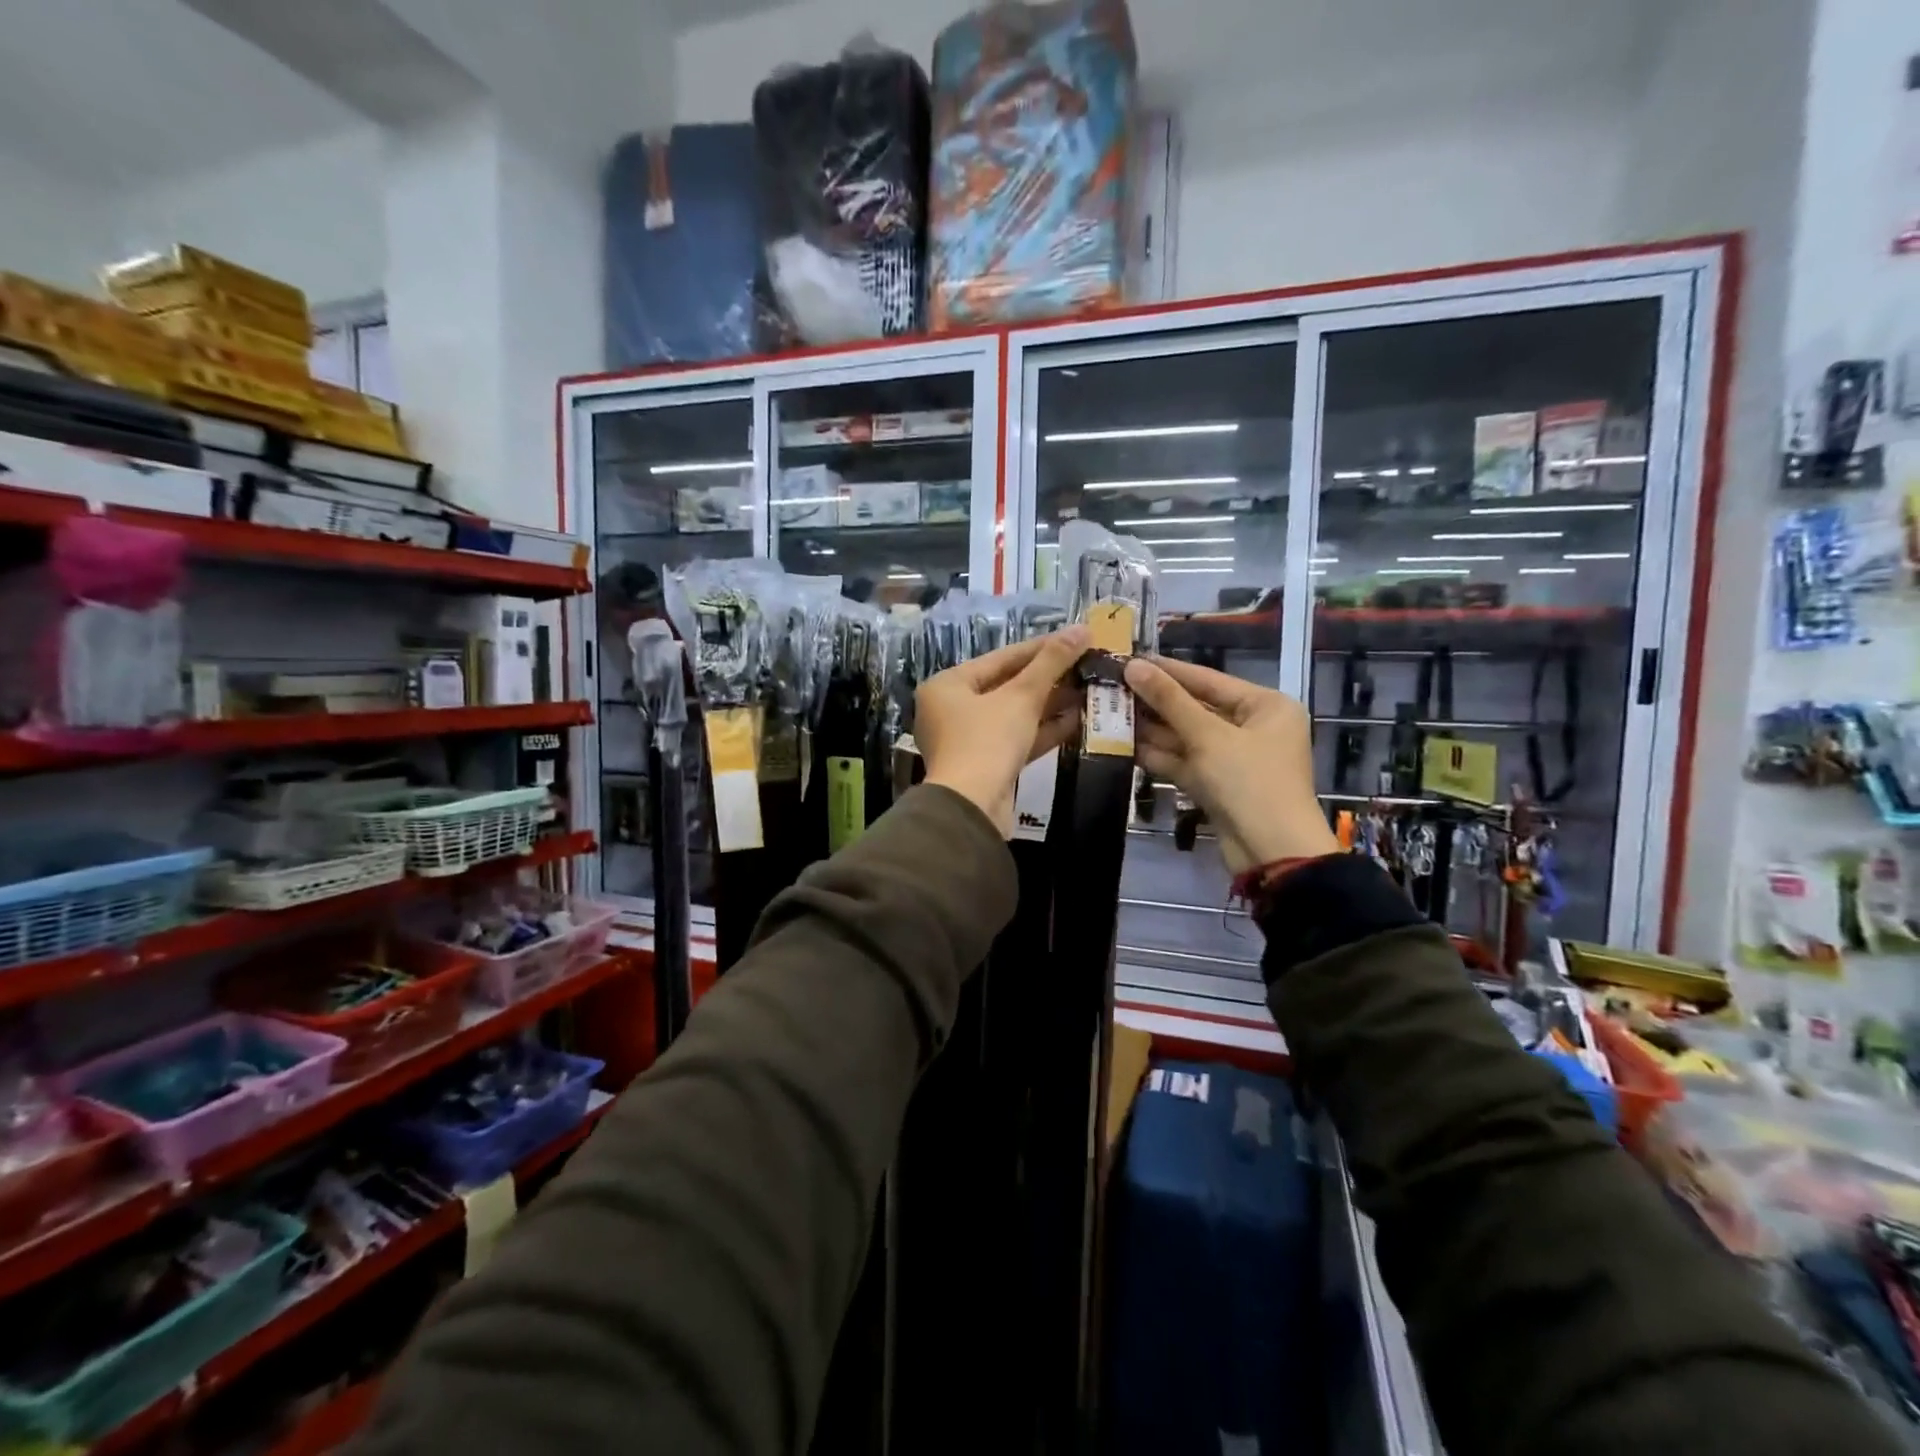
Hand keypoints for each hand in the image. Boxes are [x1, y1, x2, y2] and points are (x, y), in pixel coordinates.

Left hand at [916, 627, 1088, 834]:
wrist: (972, 809)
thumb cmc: (988, 741)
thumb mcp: (1021, 697)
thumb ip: (1051, 663)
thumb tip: (1082, 629)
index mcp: (948, 685)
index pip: (1001, 658)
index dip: (1041, 648)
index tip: (1076, 638)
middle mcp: (951, 710)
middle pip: (1007, 686)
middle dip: (1048, 678)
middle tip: (1086, 664)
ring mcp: (968, 740)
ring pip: (1014, 714)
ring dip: (1050, 704)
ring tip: (1088, 689)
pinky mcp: (986, 766)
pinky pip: (1017, 739)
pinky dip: (1043, 730)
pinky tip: (1078, 720)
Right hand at [1124, 656, 1336, 873]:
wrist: (1272, 853)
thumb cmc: (1249, 782)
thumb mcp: (1208, 736)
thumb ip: (1169, 700)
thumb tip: (1133, 666)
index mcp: (1265, 706)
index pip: (1208, 679)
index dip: (1167, 670)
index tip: (1129, 658)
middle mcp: (1252, 727)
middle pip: (1196, 707)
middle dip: (1155, 701)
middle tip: (1112, 686)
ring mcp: (1233, 758)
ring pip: (1186, 736)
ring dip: (1151, 728)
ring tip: (1109, 712)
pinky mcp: (1216, 784)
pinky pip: (1184, 761)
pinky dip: (1158, 755)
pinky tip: (1123, 744)